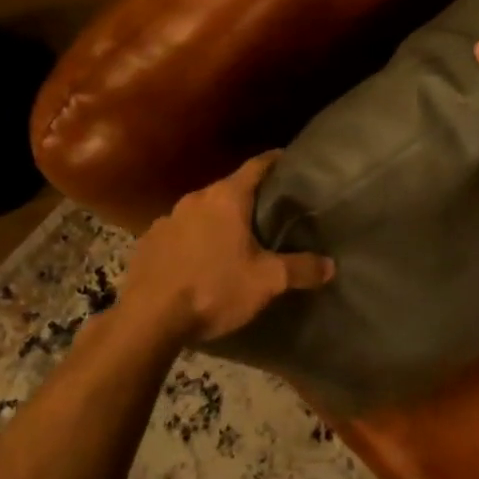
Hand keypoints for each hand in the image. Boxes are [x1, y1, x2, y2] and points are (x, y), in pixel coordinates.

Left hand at [121, 152, 335, 344]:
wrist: (149, 319)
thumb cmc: (214, 289)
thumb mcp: (266, 281)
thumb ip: (301, 269)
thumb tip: (330, 265)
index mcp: (226, 197)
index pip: (257, 165)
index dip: (275, 161)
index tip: (289, 160)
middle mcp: (195, 198)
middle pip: (228, 189)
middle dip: (247, 199)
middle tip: (268, 212)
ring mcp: (167, 219)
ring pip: (201, 212)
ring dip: (217, 221)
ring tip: (233, 240)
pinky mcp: (148, 242)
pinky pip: (178, 233)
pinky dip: (192, 241)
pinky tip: (198, 262)